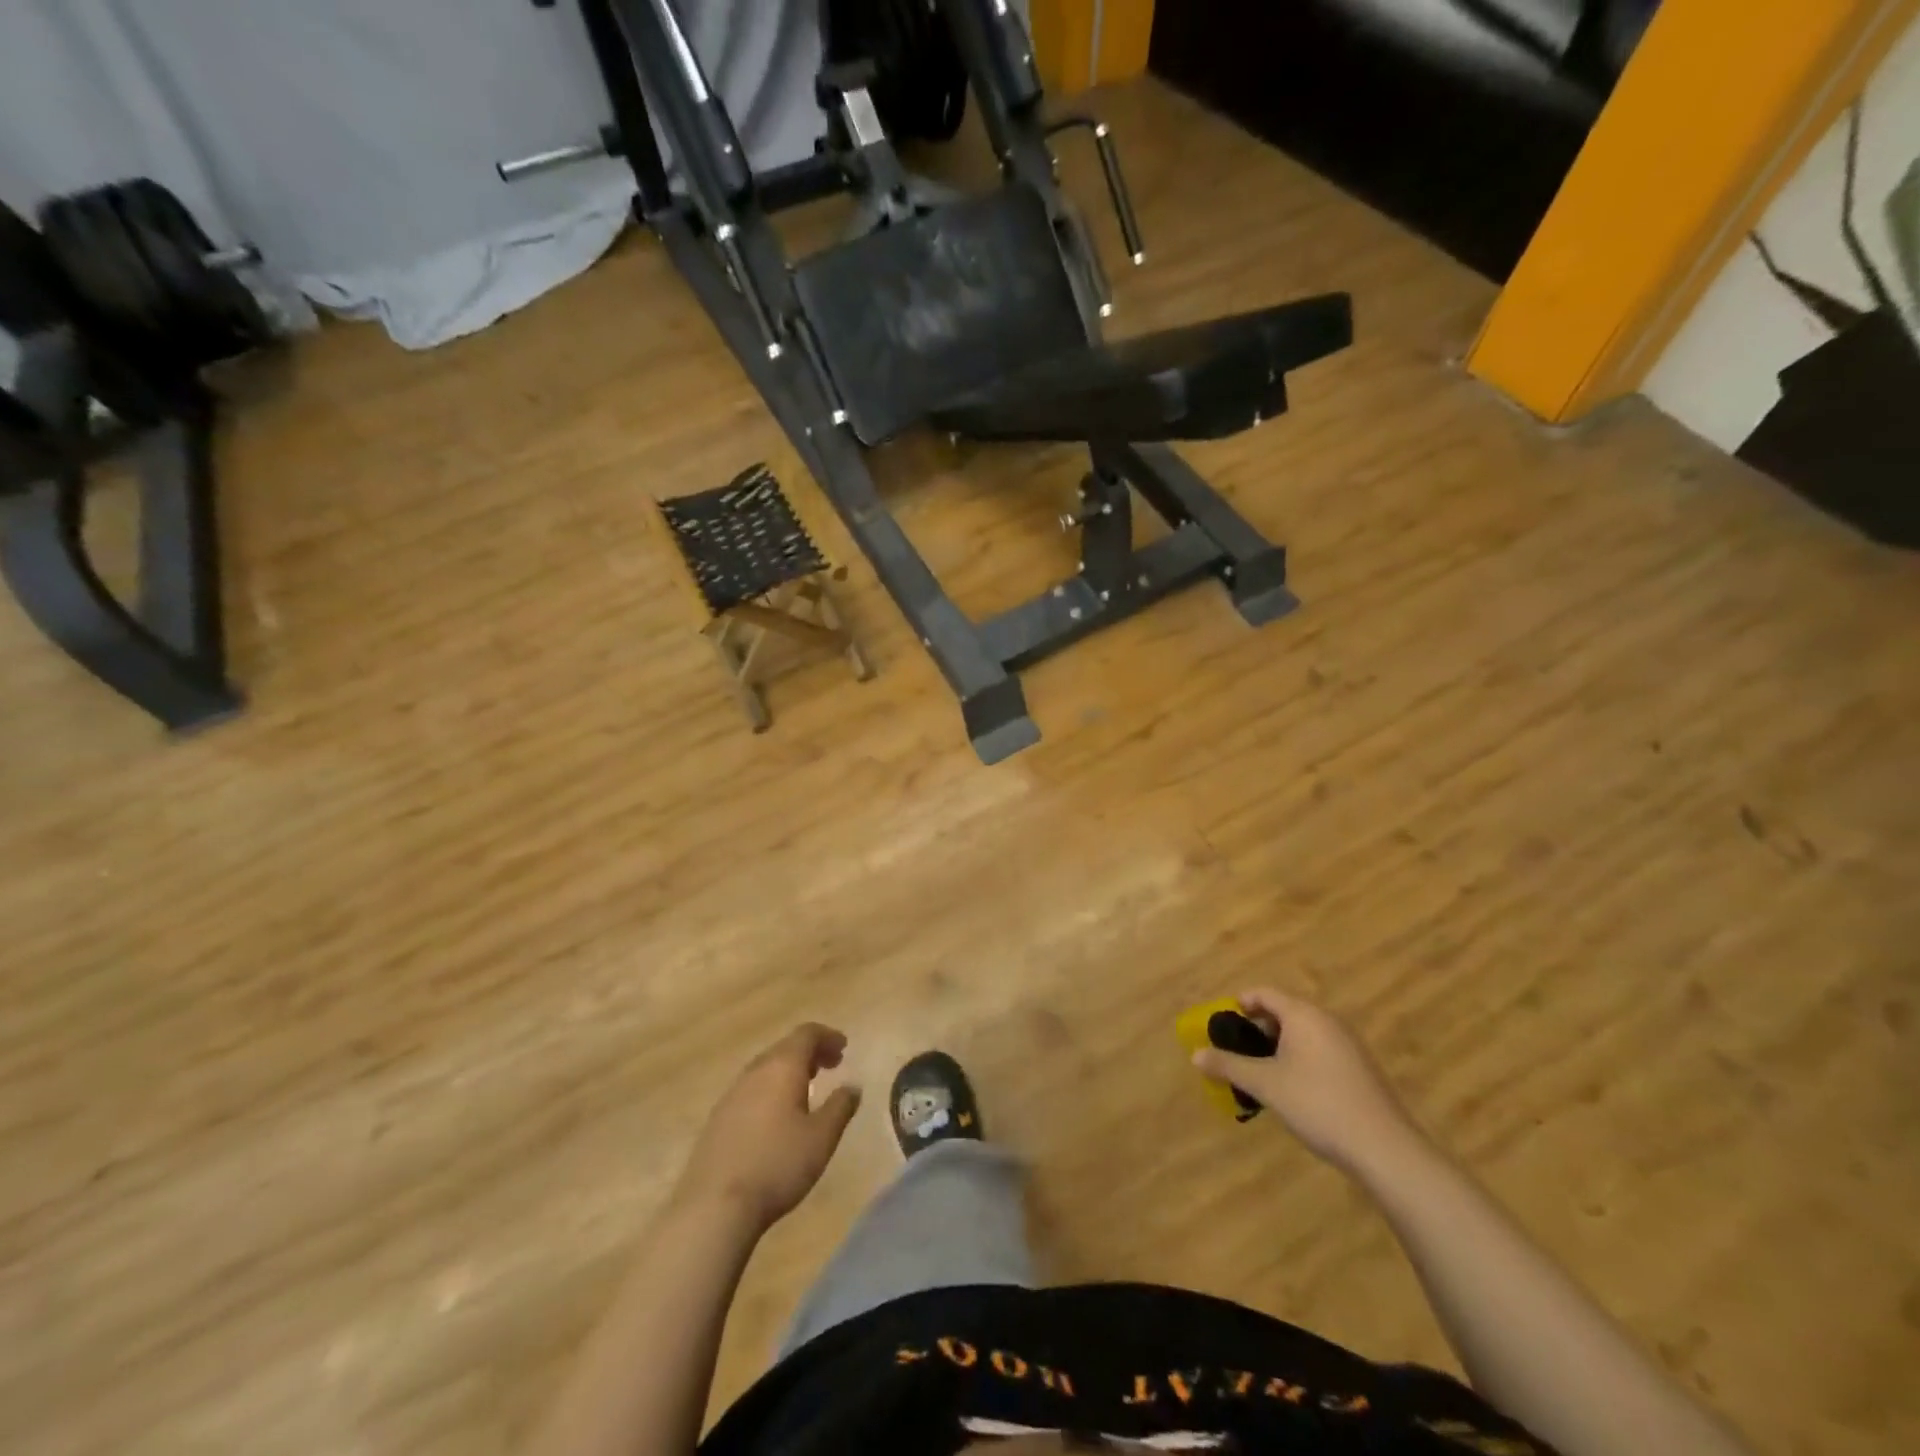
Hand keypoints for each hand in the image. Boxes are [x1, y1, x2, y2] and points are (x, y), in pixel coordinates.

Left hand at [675, 1023, 861, 1231]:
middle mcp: (755, 1071)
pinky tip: (776, 1115)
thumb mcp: (821, 1138)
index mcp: (782, 1067)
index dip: (827, 1036)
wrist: (714, 1206)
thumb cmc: (777, 1164)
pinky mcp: (718, 1118)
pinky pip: (751, 1089)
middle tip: (832, 1065)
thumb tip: (852, 1086)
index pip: (806, 1034)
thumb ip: (840, 1107)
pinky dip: (771, 1088)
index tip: (844, 1047)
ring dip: (789, 1070)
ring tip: (807, 1088)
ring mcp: (732, 1094)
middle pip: (785, 1047)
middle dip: (810, 1052)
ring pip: (766, 1068)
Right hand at [1192, 989, 1422, 1174]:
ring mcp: (1348, 1045)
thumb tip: (1195, 1055)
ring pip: (1303, 1034)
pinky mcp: (1360, 1069)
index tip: (1222, 1023)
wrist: (1384, 1148)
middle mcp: (1327, 1021)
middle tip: (1237, 1052)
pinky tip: (1293, 1091)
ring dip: (1278, 1047)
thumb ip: (1229, 1066)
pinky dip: (1299, 1060)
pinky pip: (1320, 1051)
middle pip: (1284, 1012)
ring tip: (1260, 1074)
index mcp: (1303, 1015)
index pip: (1265, 994)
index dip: (1240, 1003)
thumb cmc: (1317, 1104)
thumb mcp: (1265, 1084)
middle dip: (1257, 1029)